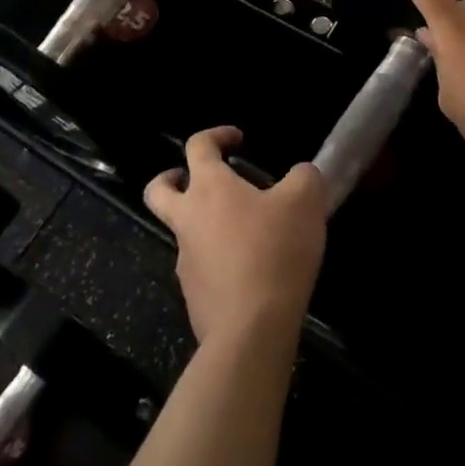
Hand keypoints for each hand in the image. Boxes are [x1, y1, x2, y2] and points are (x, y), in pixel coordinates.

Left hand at [145, 128, 327, 348]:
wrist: (250, 330)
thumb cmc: (274, 252)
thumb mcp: (305, 202)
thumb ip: (305, 177)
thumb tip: (301, 174)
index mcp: (209, 187)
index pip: (197, 145)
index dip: (216, 135)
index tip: (238, 140)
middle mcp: (188, 219)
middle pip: (159, 190)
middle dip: (171, 179)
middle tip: (194, 180)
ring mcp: (185, 260)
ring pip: (183, 232)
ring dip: (205, 225)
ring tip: (247, 234)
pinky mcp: (194, 296)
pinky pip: (202, 269)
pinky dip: (219, 262)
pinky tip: (251, 272)